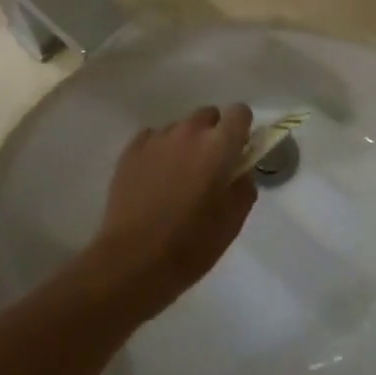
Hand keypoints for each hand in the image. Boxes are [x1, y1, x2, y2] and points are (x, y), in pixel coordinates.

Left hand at [89, 105, 256, 316]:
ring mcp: (157, 139)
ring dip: (185, 144)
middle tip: (209, 168)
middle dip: (213, 135)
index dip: (241, 129)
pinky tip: (154, 180)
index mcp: (219, 146)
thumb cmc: (190, 245)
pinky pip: (153, 139)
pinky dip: (158, 152)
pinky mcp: (131, 150)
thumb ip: (244, 186)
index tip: (237, 151)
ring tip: (176, 178)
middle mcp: (189, 132)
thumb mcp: (232, 222)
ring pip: (180, 128)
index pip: (240, 112)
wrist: (131, 262)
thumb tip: (240, 171)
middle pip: (209, 116)